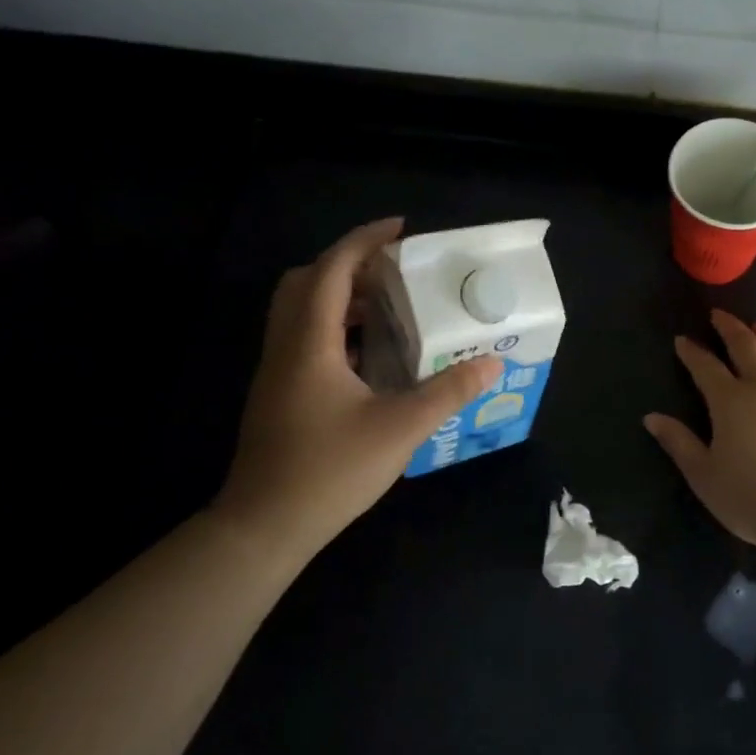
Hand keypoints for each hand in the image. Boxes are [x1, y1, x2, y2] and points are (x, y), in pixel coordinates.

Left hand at [212, 218, 501, 558]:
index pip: (332, 270)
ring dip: (341, 298)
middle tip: (392, 271)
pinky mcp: (278, 394)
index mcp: (310, 343)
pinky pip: (304, 340)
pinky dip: (336, 329)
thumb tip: (491, 363)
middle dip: (348, 265)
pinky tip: (370, 355)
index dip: (364, 241)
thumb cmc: (330, 470)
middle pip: (307, 282)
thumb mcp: (401, 429)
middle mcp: (286, 347)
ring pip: (301, 312)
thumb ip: (448, 392)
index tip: (401, 229)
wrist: (265, 525)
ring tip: (390, 307)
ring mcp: (277, 372)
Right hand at [644, 310, 755, 551]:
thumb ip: (679, 443)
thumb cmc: (750, 496)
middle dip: (730, 328)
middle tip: (721, 315)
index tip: (682, 340)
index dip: (692, 352)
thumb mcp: (703, 474)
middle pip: (747, 346)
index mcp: (730, 400)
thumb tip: (652, 418)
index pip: (705, 366)